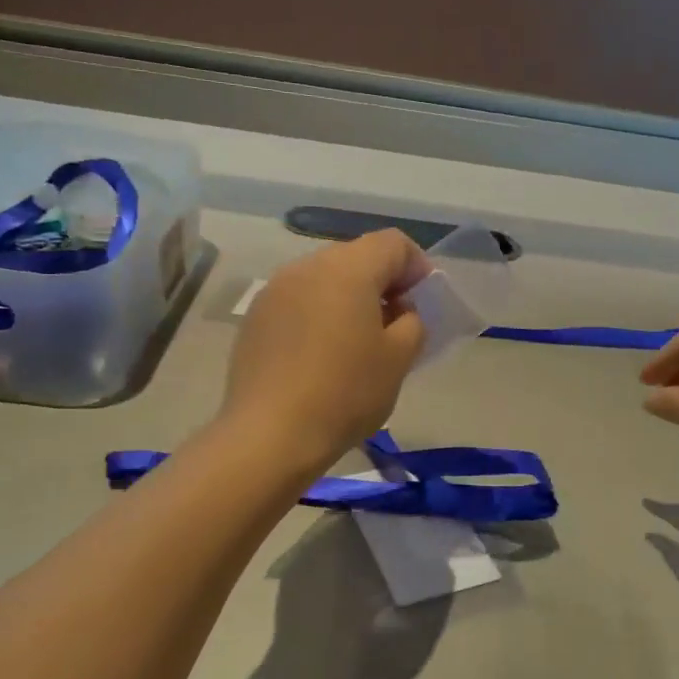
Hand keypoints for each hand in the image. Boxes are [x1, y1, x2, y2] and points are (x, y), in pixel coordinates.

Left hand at [220, 229, 427, 471]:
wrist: (270, 434)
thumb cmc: (345, 393)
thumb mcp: (399, 359)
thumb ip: (412, 322)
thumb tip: (398, 311)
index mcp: (348, 269)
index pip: (393, 243)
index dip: (417, 267)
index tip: (423, 303)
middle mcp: (307, 267)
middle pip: (356, 257)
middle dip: (382, 283)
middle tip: (395, 325)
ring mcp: (275, 290)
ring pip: (325, 279)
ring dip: (349, 299)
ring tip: (357, 342)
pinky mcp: (256, 318)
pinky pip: (299, 301)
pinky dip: (319, 315)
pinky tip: (321, 355)